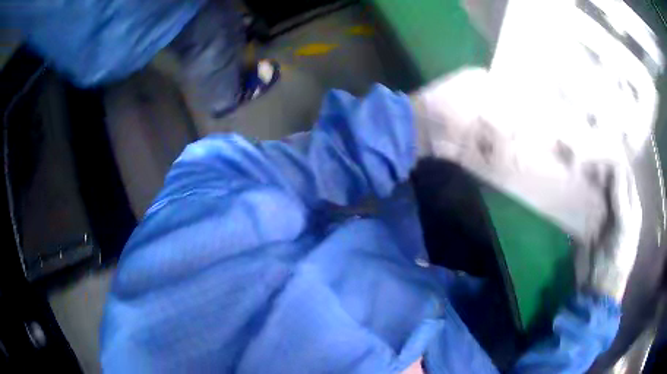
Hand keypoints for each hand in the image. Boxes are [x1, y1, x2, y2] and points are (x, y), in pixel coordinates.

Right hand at [584, 161, 641, 301]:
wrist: (599, 286)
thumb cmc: (617, 258)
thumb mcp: (624, 228)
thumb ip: (621, 198)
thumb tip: (615, 167)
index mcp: (632, 205)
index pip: (625, 174)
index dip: (614, 165)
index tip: (598, 163)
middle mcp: (620, 204)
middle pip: (613, 177)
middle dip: (601, 168)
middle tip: (586, 168)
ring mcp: (607, 212)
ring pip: (601, 186)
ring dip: (592, 177)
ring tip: (581, 173)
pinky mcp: (594, 221)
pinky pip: (591, 199)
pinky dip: (586, 191)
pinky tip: (579, 187)